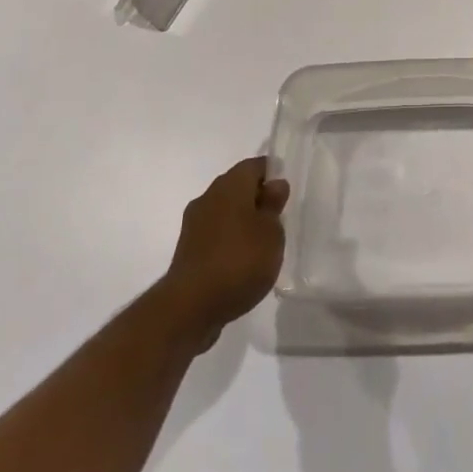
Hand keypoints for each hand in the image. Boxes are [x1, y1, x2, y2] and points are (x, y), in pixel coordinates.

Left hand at [155, 156, 289, 350]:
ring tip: (262, 243)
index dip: (272, 173)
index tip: (285, 192)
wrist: (190, 307)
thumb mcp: (272, 232)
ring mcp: (194, 225)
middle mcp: (209, 197)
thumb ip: (274, 206)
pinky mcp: (187, 251)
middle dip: (256, 198)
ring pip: (224, 211)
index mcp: (230, 185)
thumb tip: (274, 185)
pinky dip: (228, 241)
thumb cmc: (239, 260)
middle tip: (277, 218)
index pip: (254, 165)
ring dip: (241, 221)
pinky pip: (214, 234)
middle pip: (237, 187)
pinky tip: (241, 262)